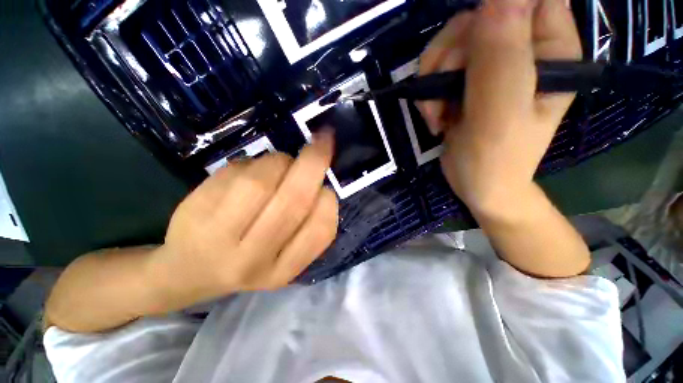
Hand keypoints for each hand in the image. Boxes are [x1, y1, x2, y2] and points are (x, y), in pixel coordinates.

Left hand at [149, 134, 338, 307]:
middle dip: (313, 163)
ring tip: (279, 165)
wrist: (189, 272)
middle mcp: (254, 258)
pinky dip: (253, 163)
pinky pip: (236, 172)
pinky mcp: (194, 211)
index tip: (326, 183)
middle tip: (323, 140)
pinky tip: (250, 172)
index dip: (327, 199)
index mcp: (283, 270)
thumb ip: (307, 226)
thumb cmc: (248, 260)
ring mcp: (218, 236)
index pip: (320, 229)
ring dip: (280, 162)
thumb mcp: (285, 258)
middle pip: (293, 200)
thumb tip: (320, 182)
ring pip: (262, 181)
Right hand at [418, 0, 581, 211]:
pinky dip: (428, 93)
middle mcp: (523, 49)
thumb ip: (502, 57)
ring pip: (450, 44)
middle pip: (477, 19)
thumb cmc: (495, 160)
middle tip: (440, 96)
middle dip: (448, 57)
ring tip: (435, 115)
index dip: (494, 11)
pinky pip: (438, 68)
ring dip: (433, 80)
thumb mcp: (500, 113)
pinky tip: (434, 117)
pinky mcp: (465, 82)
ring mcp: (491, 65)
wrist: (476, 185)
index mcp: (551, 49)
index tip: (470, 46)